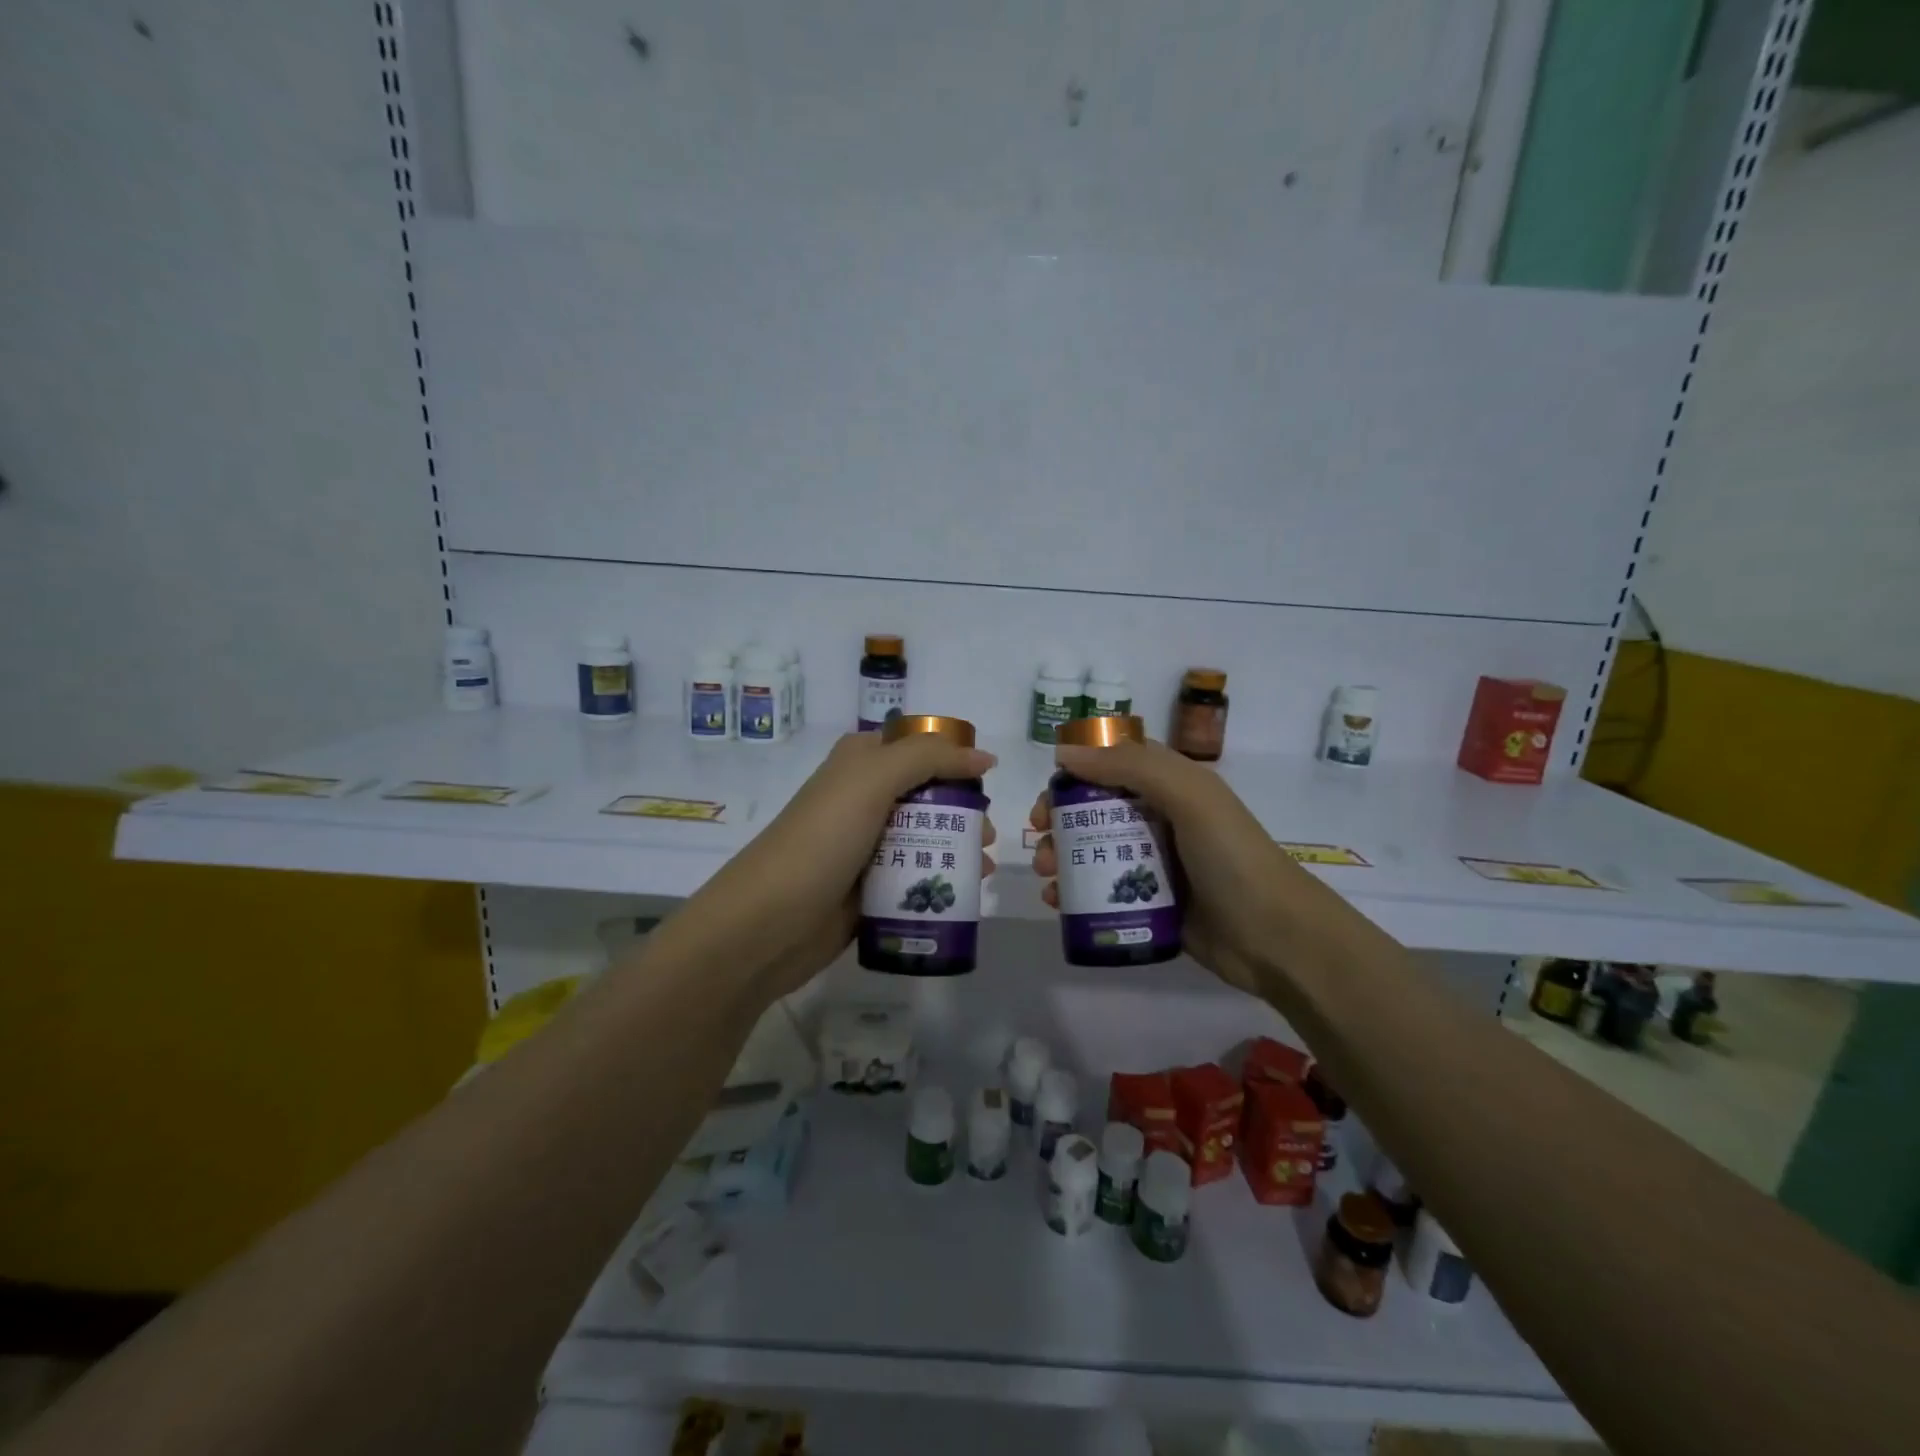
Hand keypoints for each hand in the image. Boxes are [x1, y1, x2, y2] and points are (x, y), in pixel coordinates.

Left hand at [678, 731, 997, 1001]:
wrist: (769, 923)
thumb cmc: (822, 839)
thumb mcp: (871, 780)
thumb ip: (929, 758)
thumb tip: (985, 756)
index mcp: (860, 762)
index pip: (917, 746)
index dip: (953, 757)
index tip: (986, 780)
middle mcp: (864, 798)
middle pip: (928, 794)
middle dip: (964, 810)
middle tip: (988, 834)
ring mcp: (866, 845)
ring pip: (926, 837)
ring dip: (960, 848)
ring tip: (984, 867)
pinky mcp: (870, 887)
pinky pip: (915, 876)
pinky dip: (943, 881)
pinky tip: (968, 893)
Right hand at [1028, 737, 1305, 996]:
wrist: (1275, 937)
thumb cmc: (1231, 857)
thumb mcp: (1190, 797)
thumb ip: (1131, 767)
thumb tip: (1065, 753)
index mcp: (1172, 785)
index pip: (1115, 763)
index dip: (1078, 770)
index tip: (1049, 792)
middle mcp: (1161, 819)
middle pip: (1096, 808)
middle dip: (1061, 820)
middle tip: (1040, 837)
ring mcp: (1155, 863)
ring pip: (1095, 850)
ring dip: (1062, 857)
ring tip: (1046, 876)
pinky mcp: (1151, 902)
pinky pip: (1104, 890)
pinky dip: (1075, 893)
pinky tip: (1057, 903)